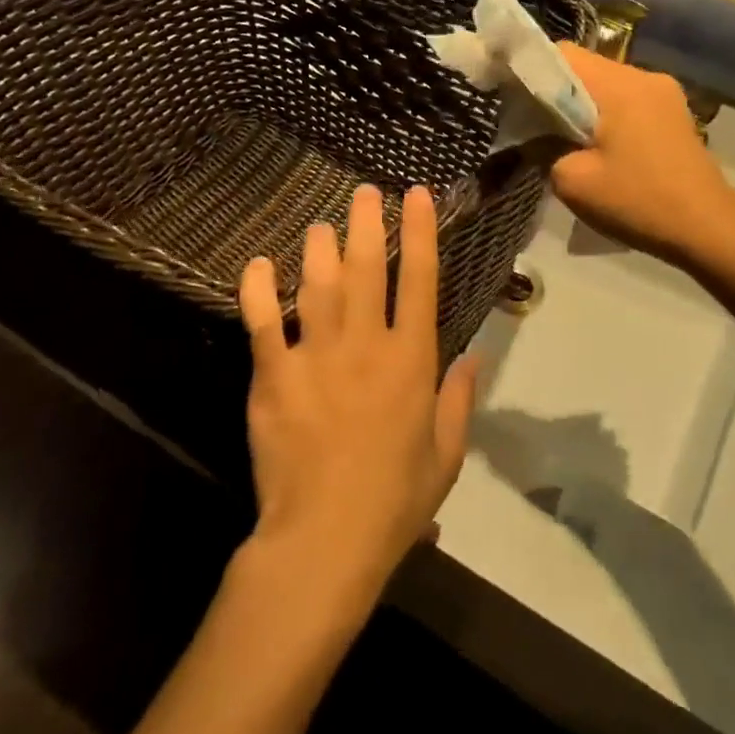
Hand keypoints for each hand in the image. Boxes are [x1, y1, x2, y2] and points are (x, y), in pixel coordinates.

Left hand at [238, 185, 478, 608]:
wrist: (324, 541)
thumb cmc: (395, 501)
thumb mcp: (446, 455)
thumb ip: (460, 399)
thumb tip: (476, 355)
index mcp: (411, 361)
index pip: (419, 280)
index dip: (420, 232)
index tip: (416, 196)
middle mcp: (365, 345)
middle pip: (365, 268)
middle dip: (366, 223)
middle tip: (364, 192)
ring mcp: (315, 357)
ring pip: (317, 284)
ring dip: (318, 247)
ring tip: (321, 224)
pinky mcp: (273, 377)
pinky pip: (263, 322)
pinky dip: (258, 289)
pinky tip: (258, 264)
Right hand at [551, 44, 734, 266]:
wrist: (709, 229)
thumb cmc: (637, 202)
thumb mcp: (572, 181)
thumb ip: (542, 148)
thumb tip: (534, 134)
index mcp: (619, 85)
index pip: (561, 53)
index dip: (531, 70)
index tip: (513, 98)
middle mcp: (644, 76)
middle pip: (585, 67)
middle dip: (556, 92)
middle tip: (537, 127)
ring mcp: (665, 93)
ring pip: (606, 84)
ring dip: (582, 105)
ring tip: (569, 142)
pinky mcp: (674, 112)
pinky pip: (627, 100)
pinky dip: (606, 114)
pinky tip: (602, 148)